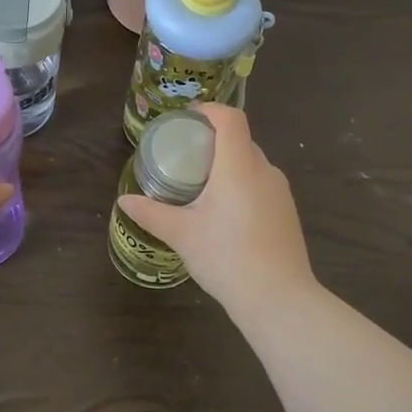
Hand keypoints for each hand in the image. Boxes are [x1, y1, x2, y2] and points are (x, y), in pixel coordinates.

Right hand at [117, 103, 316, 316]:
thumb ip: (152, 213)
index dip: (209, 111)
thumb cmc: (226, 257)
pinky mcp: (287, 213)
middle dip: (213, 140)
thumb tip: (124, 201)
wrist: (279, 300)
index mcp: (238, 165)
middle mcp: (264, 170)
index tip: (187, 120)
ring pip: (252, 163)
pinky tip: (225, 213)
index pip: (230, 118)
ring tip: (202, 185)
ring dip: (228, 165)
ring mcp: (280, 192)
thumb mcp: (182, 234)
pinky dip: (242, 185)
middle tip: (185, 156)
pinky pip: (261, 184)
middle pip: (240, 139)